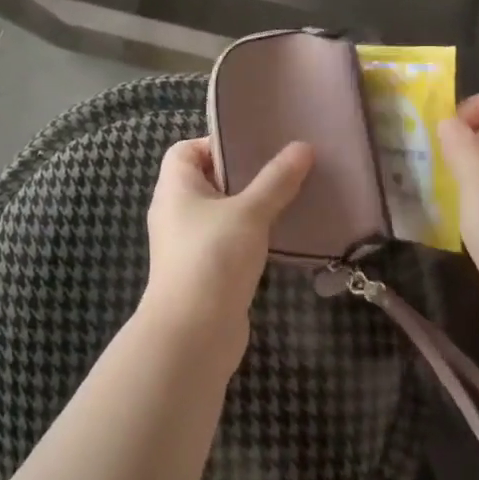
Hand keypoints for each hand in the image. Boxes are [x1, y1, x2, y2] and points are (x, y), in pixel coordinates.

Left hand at [140, 137, 313, 355]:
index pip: (186, 149)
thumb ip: (276, 180)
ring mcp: (188, 244)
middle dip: (244, 173)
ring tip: (289, 196)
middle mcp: (176, 211)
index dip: (216, 143)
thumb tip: (303, 147)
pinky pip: (228, 241)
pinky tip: (281, 234)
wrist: (192, 336)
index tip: (254, 147)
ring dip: (251, 206)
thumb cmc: (213, 258)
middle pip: (208, 179)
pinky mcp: (204, 271)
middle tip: (282, 167)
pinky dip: (250, 235)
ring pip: (222, 212)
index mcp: (175, 187)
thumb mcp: (250, 212)